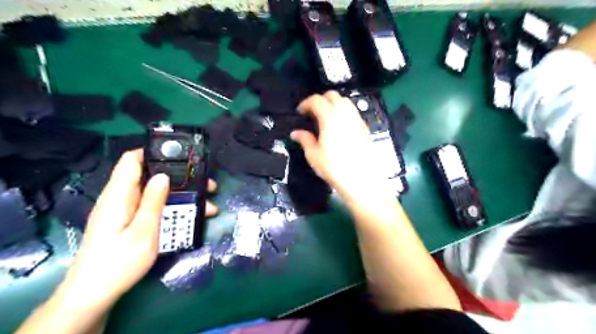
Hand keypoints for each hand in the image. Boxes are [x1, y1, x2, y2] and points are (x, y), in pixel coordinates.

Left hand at [55, 151, 217, 311]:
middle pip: (151, 178)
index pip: (131, 160)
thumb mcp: (143, 231)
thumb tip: (163, 176)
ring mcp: (127, 211)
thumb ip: (153, 202)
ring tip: (208, 206)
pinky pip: (154, 208)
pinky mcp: (131, 222)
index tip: (181, 155)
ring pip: (157, 195)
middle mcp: (122, 199)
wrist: (95, 294)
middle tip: (207, 185)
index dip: (153, 152)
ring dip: (182, 197)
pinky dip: (173, 209)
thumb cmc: (119, 262)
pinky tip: (193, 218)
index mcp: (119, 195)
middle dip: (180, 179)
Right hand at [293, 90, 385, 201]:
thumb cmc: (336, 168)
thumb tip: (296, 133)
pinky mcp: (364, 128)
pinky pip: (353, 112)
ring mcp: (357, 120)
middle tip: (312, 112)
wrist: (361, 179)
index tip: (301, 111)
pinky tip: (339, 126)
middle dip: (320, 100)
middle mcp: (345, 114)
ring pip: (345, 101)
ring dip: (333, 104)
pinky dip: (344, 112)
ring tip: (325, 117)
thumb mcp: (313, 155)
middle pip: (332, 95)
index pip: (316, 100)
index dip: (305, 103)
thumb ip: (304, 139)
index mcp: (330, 118)